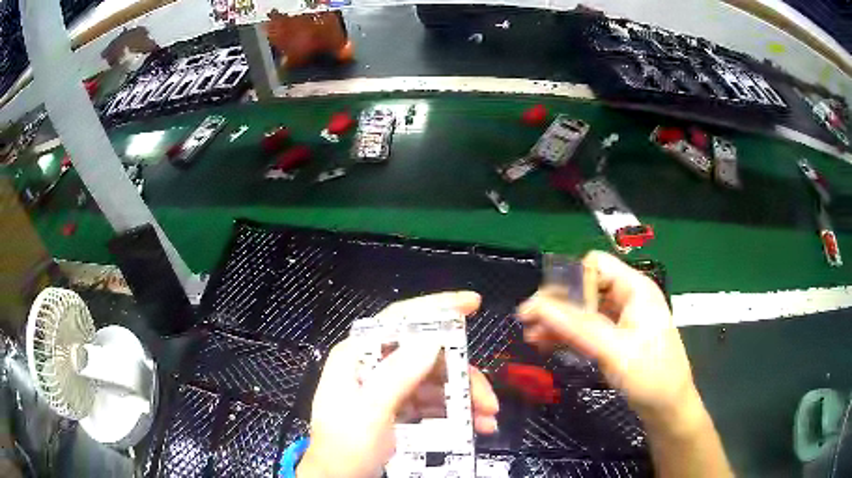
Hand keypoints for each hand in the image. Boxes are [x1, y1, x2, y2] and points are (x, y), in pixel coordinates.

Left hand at [298, 291, 498, 477]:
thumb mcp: (369, 412)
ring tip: (486, 419)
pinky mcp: (399, 407)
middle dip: (462, 374)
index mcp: (357, 357)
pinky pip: (434, 400)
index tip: (472, 304)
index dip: (436, 307)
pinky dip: (457, 411)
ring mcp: (388, 387)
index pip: (398, 321)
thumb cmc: (345, 447)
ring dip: (465, 397)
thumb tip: (431, 340)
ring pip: (436, 379)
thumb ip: (397, 376)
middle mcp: (374, 366)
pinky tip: (474, 425)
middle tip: (487, 399)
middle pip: (427, 354)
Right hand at [517, 251, 696, 421]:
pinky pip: (587, 328)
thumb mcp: (614, 350)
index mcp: (635, 288)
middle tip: (529, 323)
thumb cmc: (650, 375)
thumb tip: (536, 306)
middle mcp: (628, 297)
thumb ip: (576, 327)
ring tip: (532, 337)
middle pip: (586, 287)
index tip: (551, 310)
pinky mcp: (616, 338)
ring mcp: (622, 319)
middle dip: (558, 304)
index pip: (595, 266)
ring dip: (558, 321)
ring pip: (583, 309)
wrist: (668, 408)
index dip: (571, 282)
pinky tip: (547, 345)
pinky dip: (568, 335)